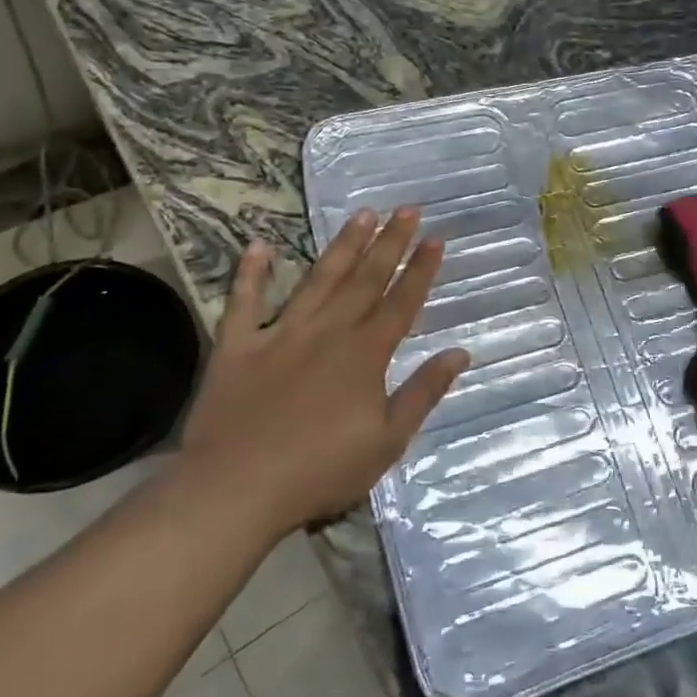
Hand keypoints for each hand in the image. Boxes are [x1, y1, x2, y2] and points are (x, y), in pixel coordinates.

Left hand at [180, 207, 468, 530]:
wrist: (236, 489)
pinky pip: (244, 303)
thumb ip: (423, 392)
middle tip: (408, 208)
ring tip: (362, 214)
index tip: (435, 238)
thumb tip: (460, 352)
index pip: (401, 302)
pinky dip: (250, 274)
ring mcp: (280, 334)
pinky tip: (258, 245)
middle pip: (366, 280)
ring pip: (318, 280)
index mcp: (365, 354)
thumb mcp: (388, 440)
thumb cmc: (321, 470)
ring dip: (342, 246)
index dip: (420, 270)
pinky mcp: (237, 347)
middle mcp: (328, 332)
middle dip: (390, 243)